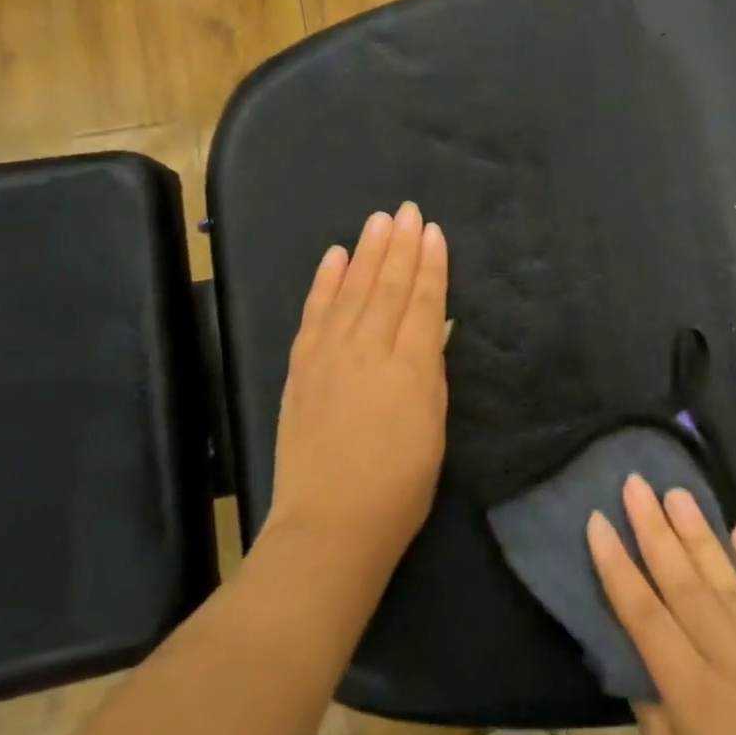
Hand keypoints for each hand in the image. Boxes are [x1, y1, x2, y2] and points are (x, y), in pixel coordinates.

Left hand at [264, 204, 449, 578]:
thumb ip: (430, 370)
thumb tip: (429, 327)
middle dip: (400, 245)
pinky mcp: (301, 366)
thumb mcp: (433, 427)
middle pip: (386, 286)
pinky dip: (325, 281)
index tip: (433, 231)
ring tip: (378, 221)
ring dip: (366, 252)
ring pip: (351, 290)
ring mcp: (329, 354)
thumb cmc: (399, 485)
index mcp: (410, 366)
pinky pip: (315, 312)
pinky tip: (334, 256)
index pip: (422, 301)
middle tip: (407, 210)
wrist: (330, 523)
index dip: (430, 264)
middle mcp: (368, 349)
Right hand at [588, 477, 735, 734]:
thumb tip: (635, 657)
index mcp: (699, 702)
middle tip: (637, 482)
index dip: (616, 566)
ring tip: (679, 493)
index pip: (645, 616)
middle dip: (656, 530)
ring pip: (735, 586)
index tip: (597, 520)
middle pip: (688, 586)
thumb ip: (657, 720)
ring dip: (704, 535)